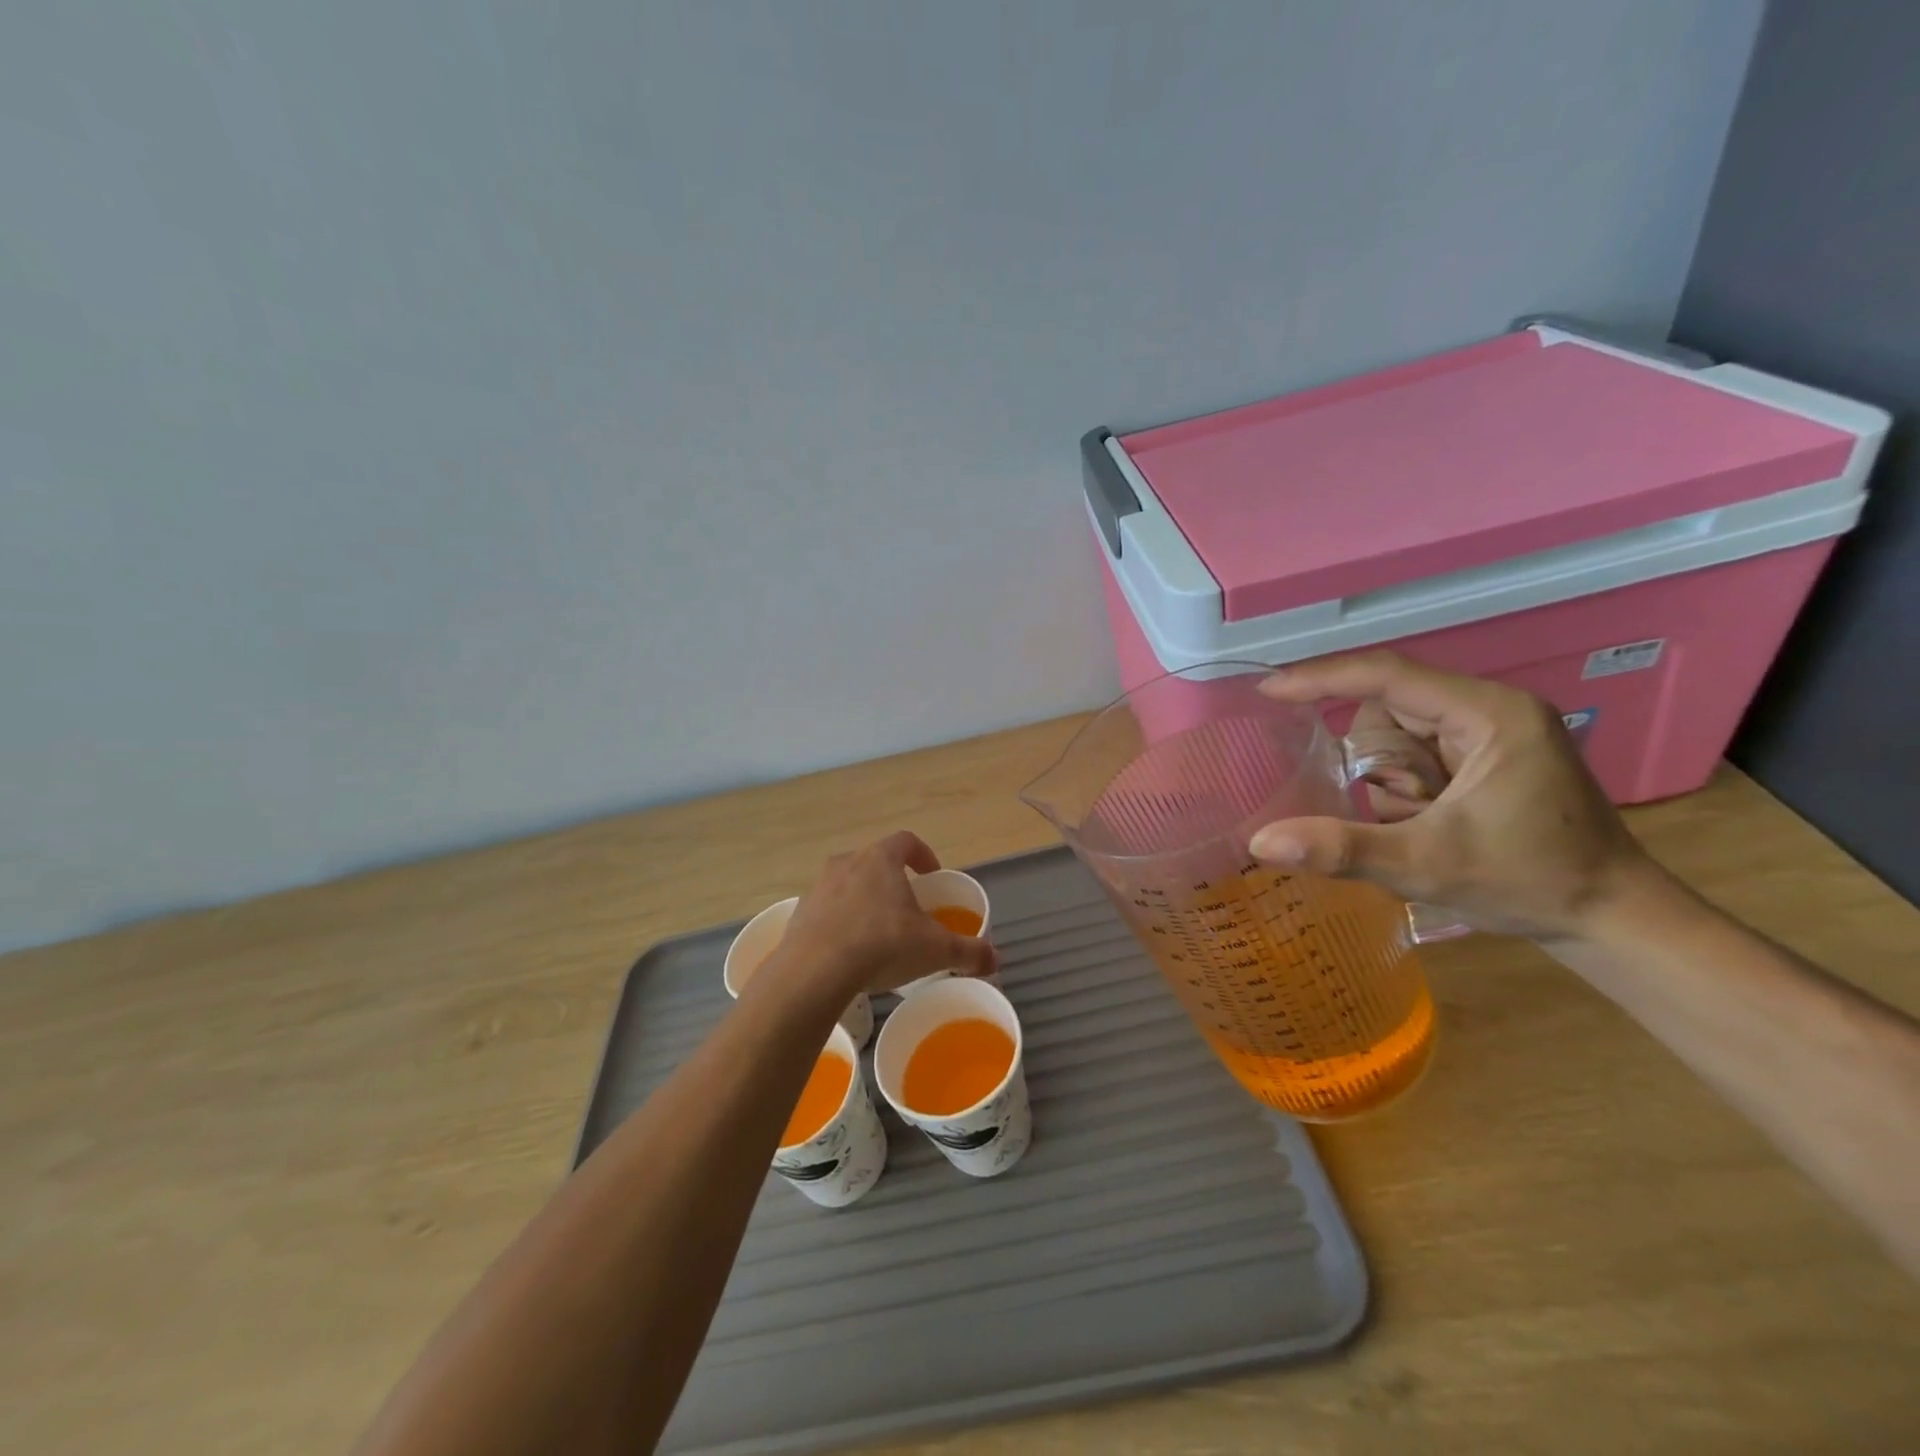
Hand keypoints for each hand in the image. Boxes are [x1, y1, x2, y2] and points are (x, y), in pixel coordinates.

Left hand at [765, 831, 997, 997]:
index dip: (923, 855)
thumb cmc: (882, 945)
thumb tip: (995, 959)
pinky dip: (839, 923)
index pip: (906, 841)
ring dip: (863, 901)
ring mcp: (819, 888)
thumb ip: (968, 951)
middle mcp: (847, 863)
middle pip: (875, 862)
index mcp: (881, 859)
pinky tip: (849, 952)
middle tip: (907, 908)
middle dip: (892, 881)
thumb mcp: (934, 950)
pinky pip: (826, 911)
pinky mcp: (800, 914)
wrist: (814, 972)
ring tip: (877, 933)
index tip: (932, 876)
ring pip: (848, 885)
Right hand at [1249, 651, 1657, 938]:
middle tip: (1402, 812)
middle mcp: (1490, 710)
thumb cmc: (1530, 883)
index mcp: (1488, 714)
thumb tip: (1260, 841)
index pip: (1387, 675)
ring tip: (1424, 825)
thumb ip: (1341, 848)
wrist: (1612, 920)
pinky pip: (1415, 756)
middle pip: (1388, 712)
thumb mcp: (1425, 865)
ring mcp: (1490, 733)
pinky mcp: (1486, 757)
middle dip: (1376, 764)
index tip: (1267, 690)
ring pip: (1397, 737)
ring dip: (1390, 782)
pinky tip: (1428, 823)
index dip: (1321, 678)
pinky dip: (1403, 789)